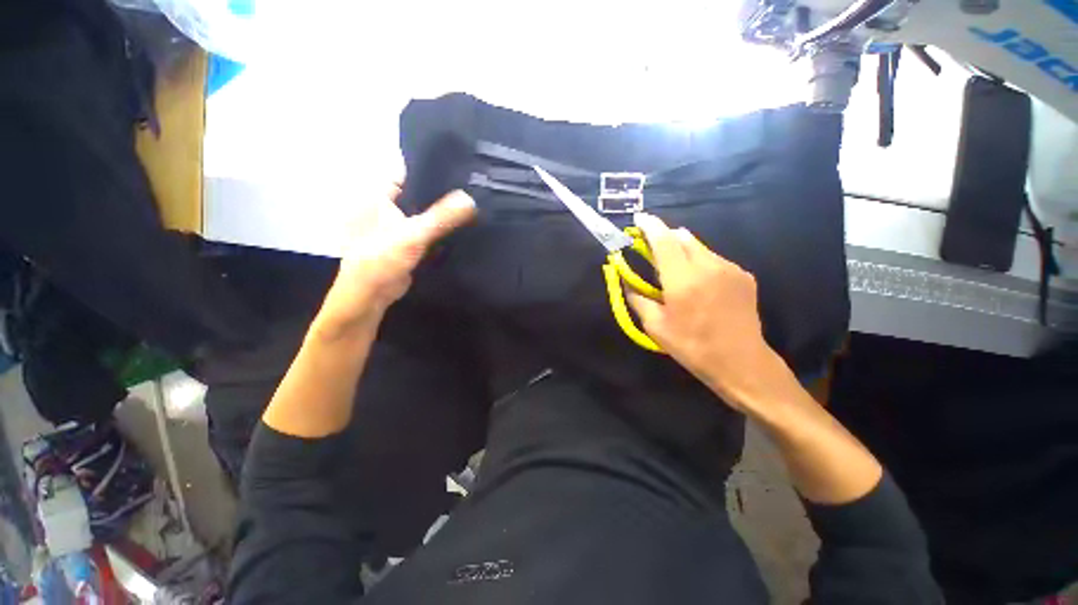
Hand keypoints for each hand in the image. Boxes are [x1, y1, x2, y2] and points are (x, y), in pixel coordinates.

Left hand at [318, 183, 476, 333]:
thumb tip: (470, 199)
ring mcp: (399, 224)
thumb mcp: (414, 234)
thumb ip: (442, 217)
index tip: (459, 168)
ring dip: (444, 212)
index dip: (431, 169)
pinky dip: (441, 228)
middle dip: (443, 191)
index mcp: (380, 194)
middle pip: (420, 192)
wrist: (371, 294)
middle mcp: (389, 205)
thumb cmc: (382, 258)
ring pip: (426, 212)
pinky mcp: (409, 241)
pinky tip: (462, 226)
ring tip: (472, 203)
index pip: (409, 172)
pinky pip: (428, 229)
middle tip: (472, 187)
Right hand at [627, 213, 779, 407]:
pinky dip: (701, 263)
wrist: (741, 362)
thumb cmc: (692, 345)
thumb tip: (627, 282)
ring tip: (678, 273)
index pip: (663, 240)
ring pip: (700, 247)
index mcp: (682, 279)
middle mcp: (708, 266)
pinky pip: (715, 259)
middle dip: (665, 238)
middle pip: (683, 237)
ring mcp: (730, 268)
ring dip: (684, 251)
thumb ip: (638, 299)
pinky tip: (701, 285)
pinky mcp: (744, 275)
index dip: (649, 226)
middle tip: (654, 253)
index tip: (639, 219)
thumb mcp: (655, 326)